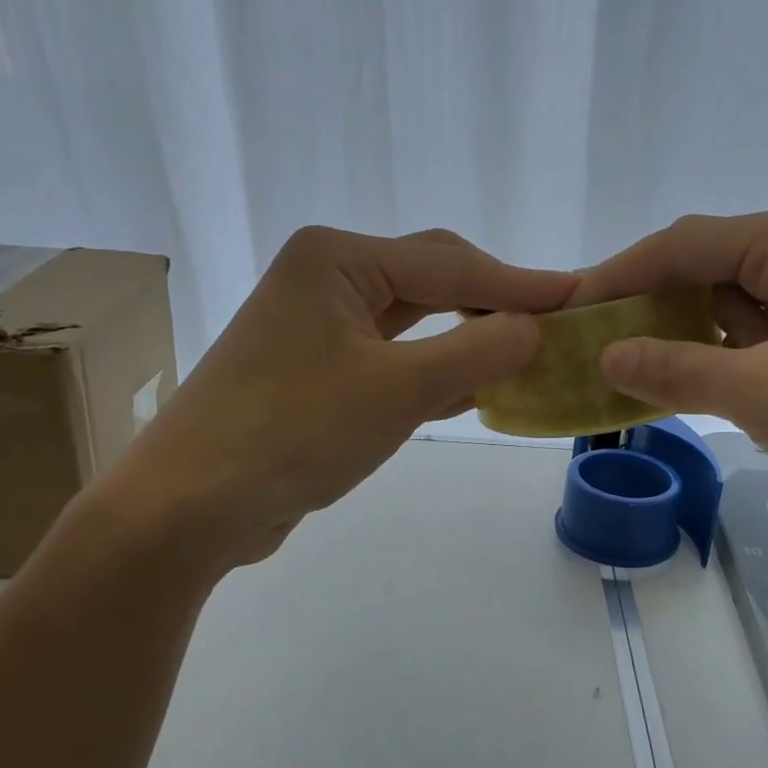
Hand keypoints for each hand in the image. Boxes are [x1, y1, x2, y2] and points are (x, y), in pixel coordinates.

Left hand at [105, 226, 576, 566]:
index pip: (450, 263)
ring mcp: (317, 325)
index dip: (520, 283)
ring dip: (467, 338)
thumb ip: (476, 353)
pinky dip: (435, 369)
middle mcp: (325, 278)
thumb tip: (535, 329)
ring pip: (414, 321)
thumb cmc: (292, 433)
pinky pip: (392, 357)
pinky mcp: (316, 370)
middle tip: (557, 324)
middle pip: (432, 280)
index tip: (580, 296)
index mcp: (337, 260)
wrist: (187, 508)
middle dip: (494, 304)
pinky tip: (477, 386)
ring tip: (528, 352)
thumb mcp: (398, 391)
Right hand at [569, 203, 767, 555]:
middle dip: (642, 304)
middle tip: (583, 341)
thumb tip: (604, 356)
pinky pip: (746, 339)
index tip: (564, 309)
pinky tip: (669, 383)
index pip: (684, 244)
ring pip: (721, 306)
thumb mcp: (765, 394)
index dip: (618, 275)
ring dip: (671, 334)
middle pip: (701, 268)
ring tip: (611, 364)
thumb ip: (677, 369)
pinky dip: (706, 358)